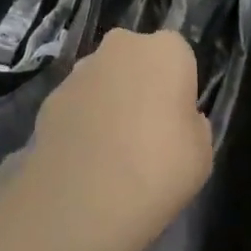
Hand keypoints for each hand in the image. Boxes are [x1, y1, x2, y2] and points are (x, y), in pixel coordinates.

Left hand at [2, 28, 213, 250]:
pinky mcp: (49, 99)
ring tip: (110, 152)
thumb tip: (175, 120)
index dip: (178, 87)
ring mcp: (80, 71)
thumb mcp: (202, 153)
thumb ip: (192, 125)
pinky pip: (76, 105)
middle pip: (136, 59)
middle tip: (145, 131)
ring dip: (108, 102)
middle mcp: (121, 47)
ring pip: (103, 80)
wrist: (81, 203)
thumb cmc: (159, 171)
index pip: (179, 56)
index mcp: (167, 51)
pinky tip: (83, 161)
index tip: (177, 120)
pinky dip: (80, 123)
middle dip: (139, 85)